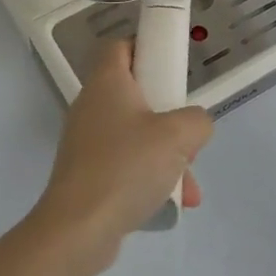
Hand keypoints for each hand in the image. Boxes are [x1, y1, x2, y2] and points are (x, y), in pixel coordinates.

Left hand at [32, 41, 213, 258]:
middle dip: (169, 115)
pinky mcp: (86, 174)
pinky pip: (126, 164)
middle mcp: (92, 106)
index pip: (120, 46)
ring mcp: (86, 142)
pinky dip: (149, 177)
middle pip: (135, 93)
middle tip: (187, 134)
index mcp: (107, 83)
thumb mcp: (178, 136)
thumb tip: (194, 125)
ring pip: (135, 134)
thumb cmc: (127, 167)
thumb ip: (197, 120)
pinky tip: (171, 203)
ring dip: (166, 154)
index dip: (146, 47)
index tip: (173, 66)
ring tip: (189, 185)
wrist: (78, 230)